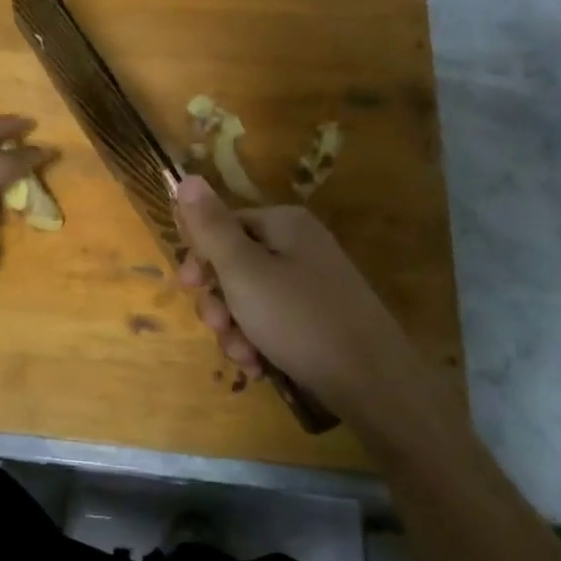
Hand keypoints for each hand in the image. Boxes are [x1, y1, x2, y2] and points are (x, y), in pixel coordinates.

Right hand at [175, 175, 444, 422]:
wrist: (373, 382)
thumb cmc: (299, 319)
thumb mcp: (243, 271)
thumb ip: (211, 227)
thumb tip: (188, 178)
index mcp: (284, 224)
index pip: (224, 225)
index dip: (200, 256)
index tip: (187, 287)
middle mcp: (300, 246)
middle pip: (235, 265)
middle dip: (219, 301)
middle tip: (217, 327)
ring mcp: (312, 285)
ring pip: (251, 299)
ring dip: (236, 329)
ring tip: (243, 357)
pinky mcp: (319, 319)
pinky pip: (274, 322)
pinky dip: (260, 342)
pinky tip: (260, 367)